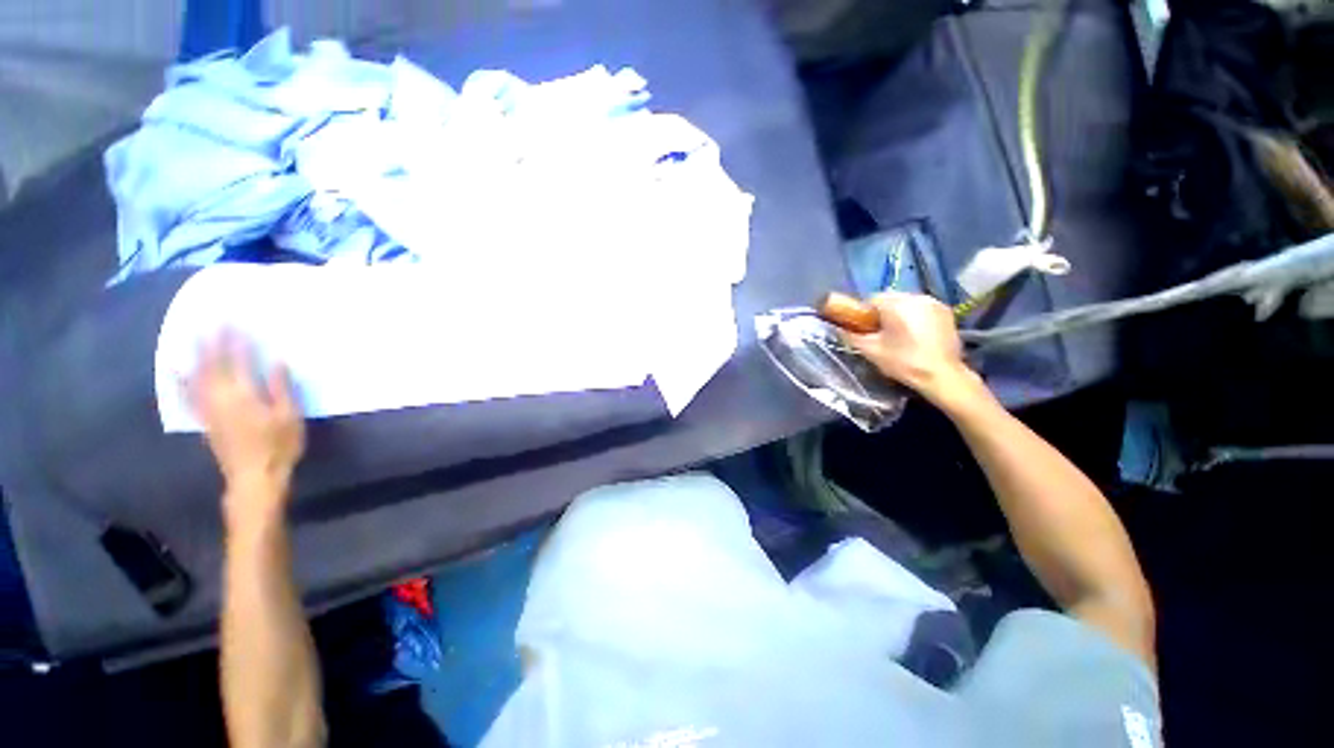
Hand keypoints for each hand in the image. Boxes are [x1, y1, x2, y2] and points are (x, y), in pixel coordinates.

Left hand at [187, 331, 304, 517]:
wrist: (254, 477)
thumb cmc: (278, 446)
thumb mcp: (289, 417)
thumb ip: (281, 388)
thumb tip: (276, 361)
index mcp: (243, 394)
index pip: (238, 361)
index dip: (236, 341)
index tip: (235, 321)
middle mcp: (220, 397)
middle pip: (212, 364)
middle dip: (211, 342)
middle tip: (210, 321)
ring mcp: (208, 408)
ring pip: (196, 376)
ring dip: (194, 355)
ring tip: (190, 336)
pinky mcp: (204, 419)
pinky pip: (187, 394)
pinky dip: (180, 379)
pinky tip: (174, 370)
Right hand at [841, 292, 979, 405]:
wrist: (942, 375)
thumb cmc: (904, 362)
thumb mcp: (871, 351)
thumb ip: (851, 336)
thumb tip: (837, 328)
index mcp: (896, 304)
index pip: (871, 299)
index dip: (864, 313)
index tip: (864, 329)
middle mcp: (916, 297)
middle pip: (890, 298)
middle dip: (882, 312)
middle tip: (880, 333)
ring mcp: (934, 302)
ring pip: (907, 302)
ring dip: (899, 313)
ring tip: (899, 334)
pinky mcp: (946, 311)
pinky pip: (922, 307)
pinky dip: (915, 316)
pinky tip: (916, 334)